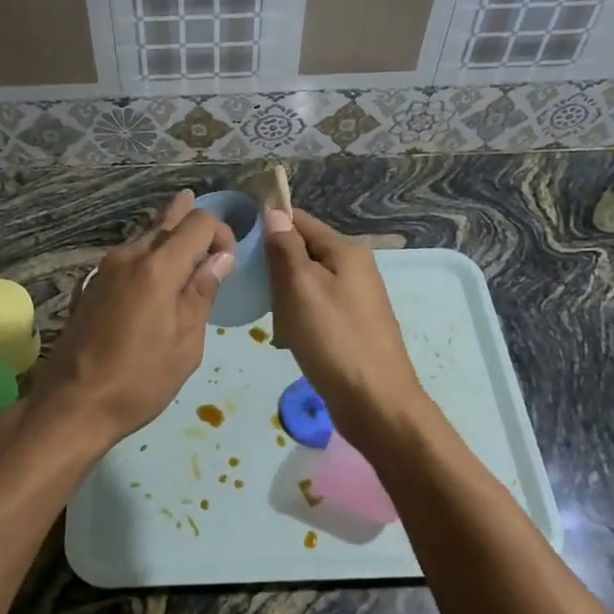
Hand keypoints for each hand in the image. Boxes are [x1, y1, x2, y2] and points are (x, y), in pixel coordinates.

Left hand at [33, 191, 234, 448]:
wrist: (73, 403)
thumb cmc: (140, 379)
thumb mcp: (186, 343)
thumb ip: (203, 293)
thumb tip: (221, 257)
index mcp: (158, 267)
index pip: (198, 222)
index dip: (221, 233)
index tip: (229, 260)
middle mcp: (130, 255)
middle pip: (168, 221)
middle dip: (194, 227)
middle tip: (213, 243)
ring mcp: (106, 267)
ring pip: (146, 236)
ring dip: (171, 240)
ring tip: (191, 255)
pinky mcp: (93, 283)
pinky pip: (130, 256)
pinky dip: (151, 257)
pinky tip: (159, 276)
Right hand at [263, 207, 427, 445]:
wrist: (375, 402)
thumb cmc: (333, 339)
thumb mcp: (301, 287)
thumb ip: (286, 248)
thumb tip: (275, 211)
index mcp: (346, 250)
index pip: (300, 221)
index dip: (269, 226)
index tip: (238, 241)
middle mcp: (355, 268)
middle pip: (303, 252)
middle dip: (276, 268)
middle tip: (253, 287)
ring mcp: (355, 299)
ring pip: (307, 283)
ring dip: (285, 297)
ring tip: (271, 319)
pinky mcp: (351, 326)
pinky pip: (316, 309)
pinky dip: (299, 319)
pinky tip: (288, 338)